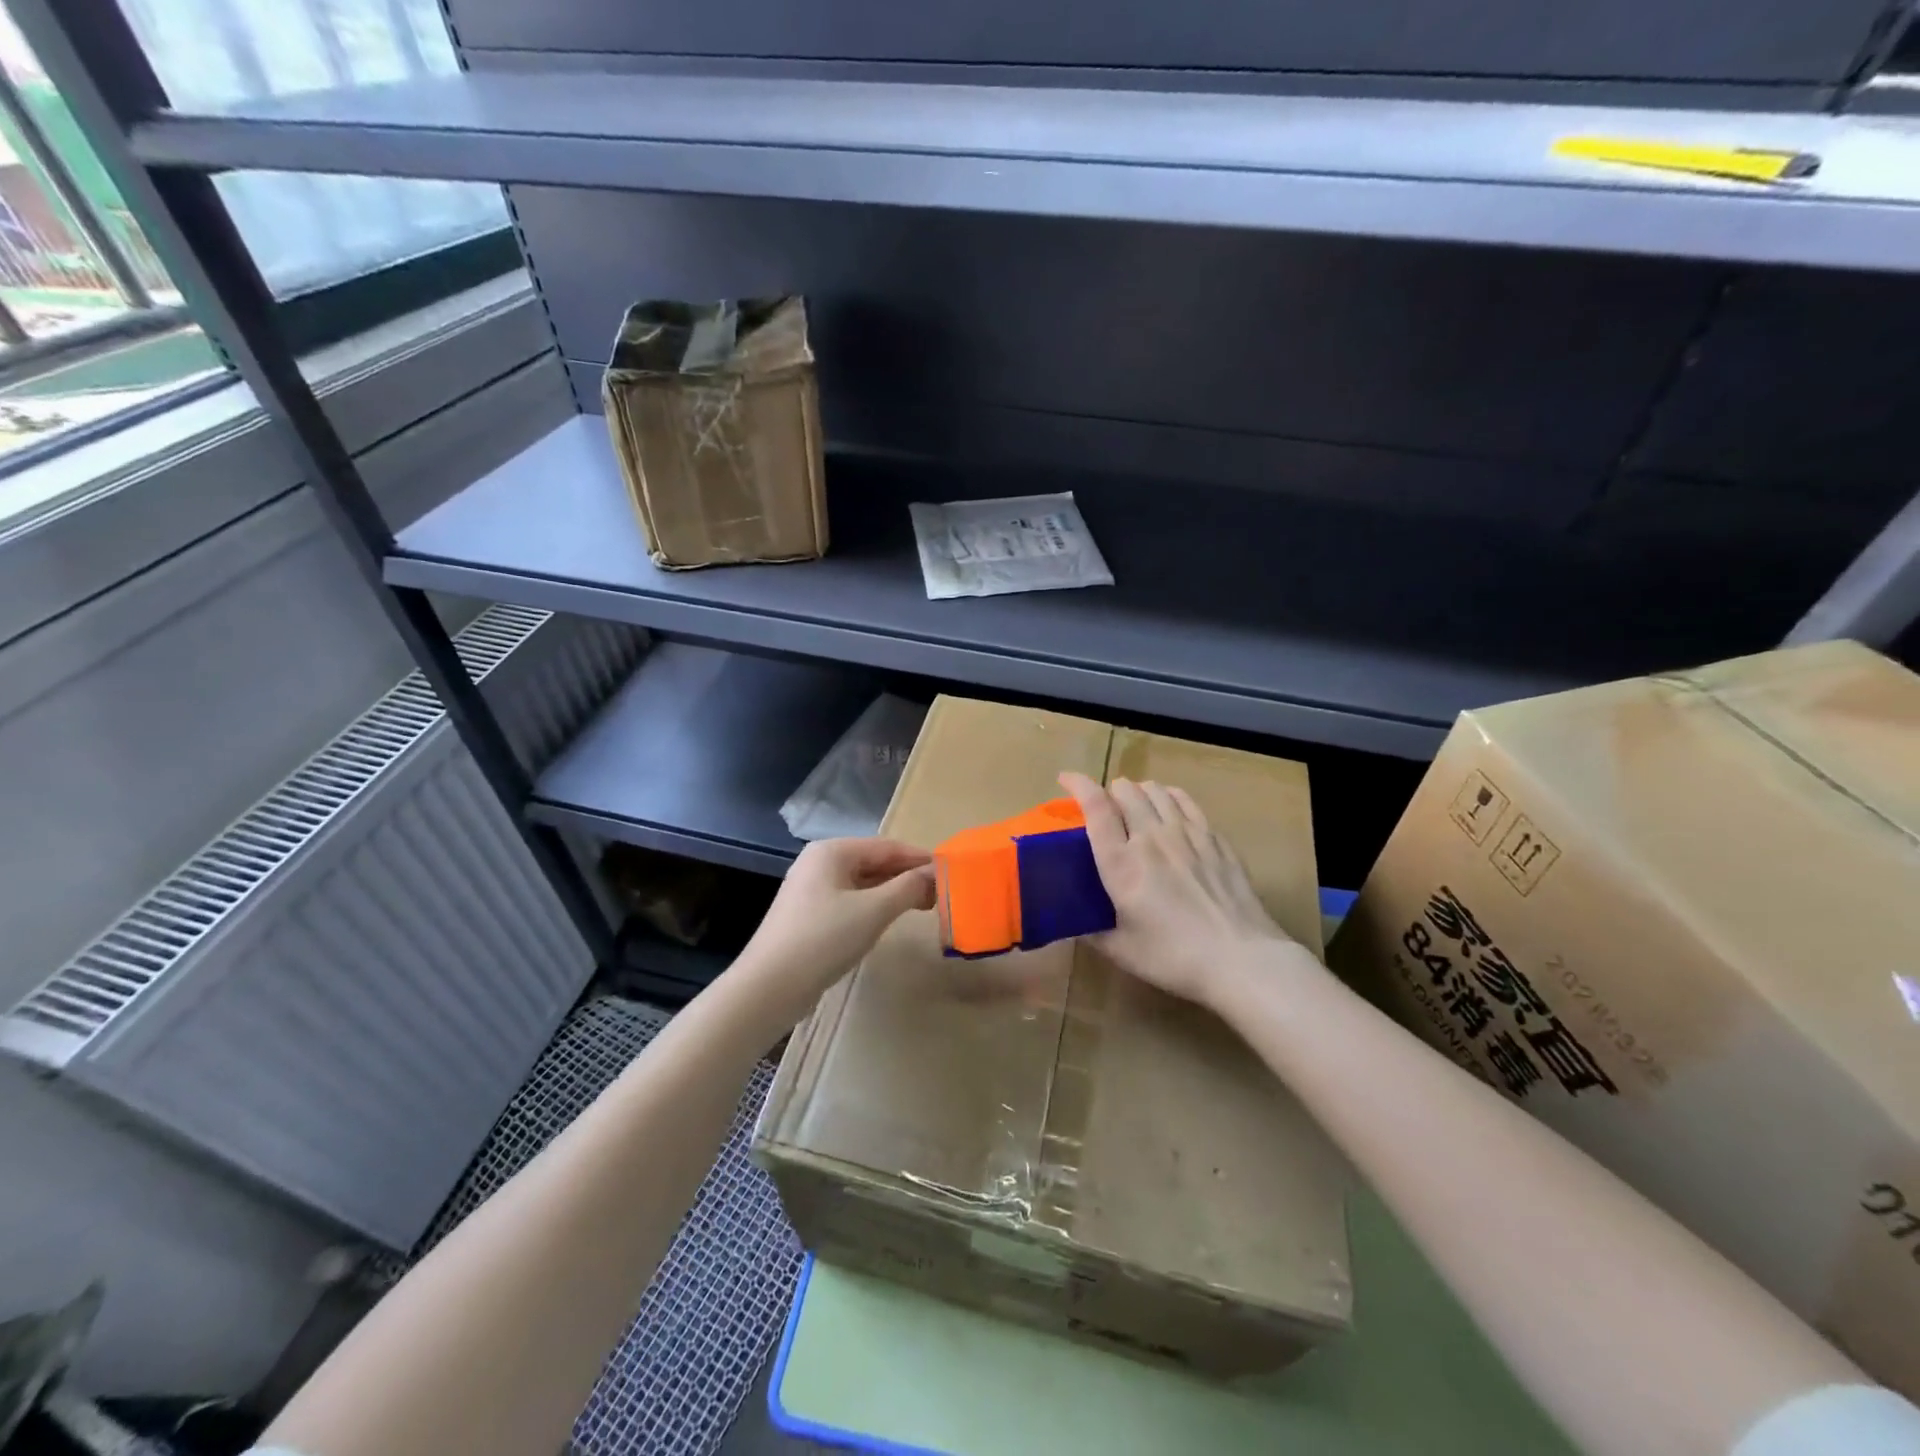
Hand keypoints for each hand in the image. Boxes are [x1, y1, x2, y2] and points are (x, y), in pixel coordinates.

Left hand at [737, 838, 935, 1020]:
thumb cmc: (824, 939)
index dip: (920, 858)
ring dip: (893, 892)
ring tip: (925, 905)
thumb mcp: (873, 911)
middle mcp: (820, 862)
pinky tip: (891, 919)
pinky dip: (875, 906)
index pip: (887, 846)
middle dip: (908, 875)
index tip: (950, 872)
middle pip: (874, 862)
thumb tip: (935, 873)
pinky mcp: (810, 915)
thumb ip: (908, 887)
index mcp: (832, 851)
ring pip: (863, 883)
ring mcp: (812, 889)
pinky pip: (851, 900)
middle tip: (942, 893)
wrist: (769, 987)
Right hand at [1059, 771, 1296, 1010]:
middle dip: (1108, 792)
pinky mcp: (1214, 838)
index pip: (1095, 806)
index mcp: (1120, 862)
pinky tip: (1169, 807)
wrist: (1241, 958)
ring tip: (1135, 806)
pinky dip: (1169, 797)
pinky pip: (1185, 801)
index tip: (1065, 779)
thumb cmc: (1173, 957)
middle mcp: (1151, 837)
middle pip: (1125, 790)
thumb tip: (1074, 924)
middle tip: (1104, 809)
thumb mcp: (1121, 950)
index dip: (1077, 784)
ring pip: (1155, 790)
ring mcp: (1187, 833)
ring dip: (1138, 792)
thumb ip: (1092, 931)